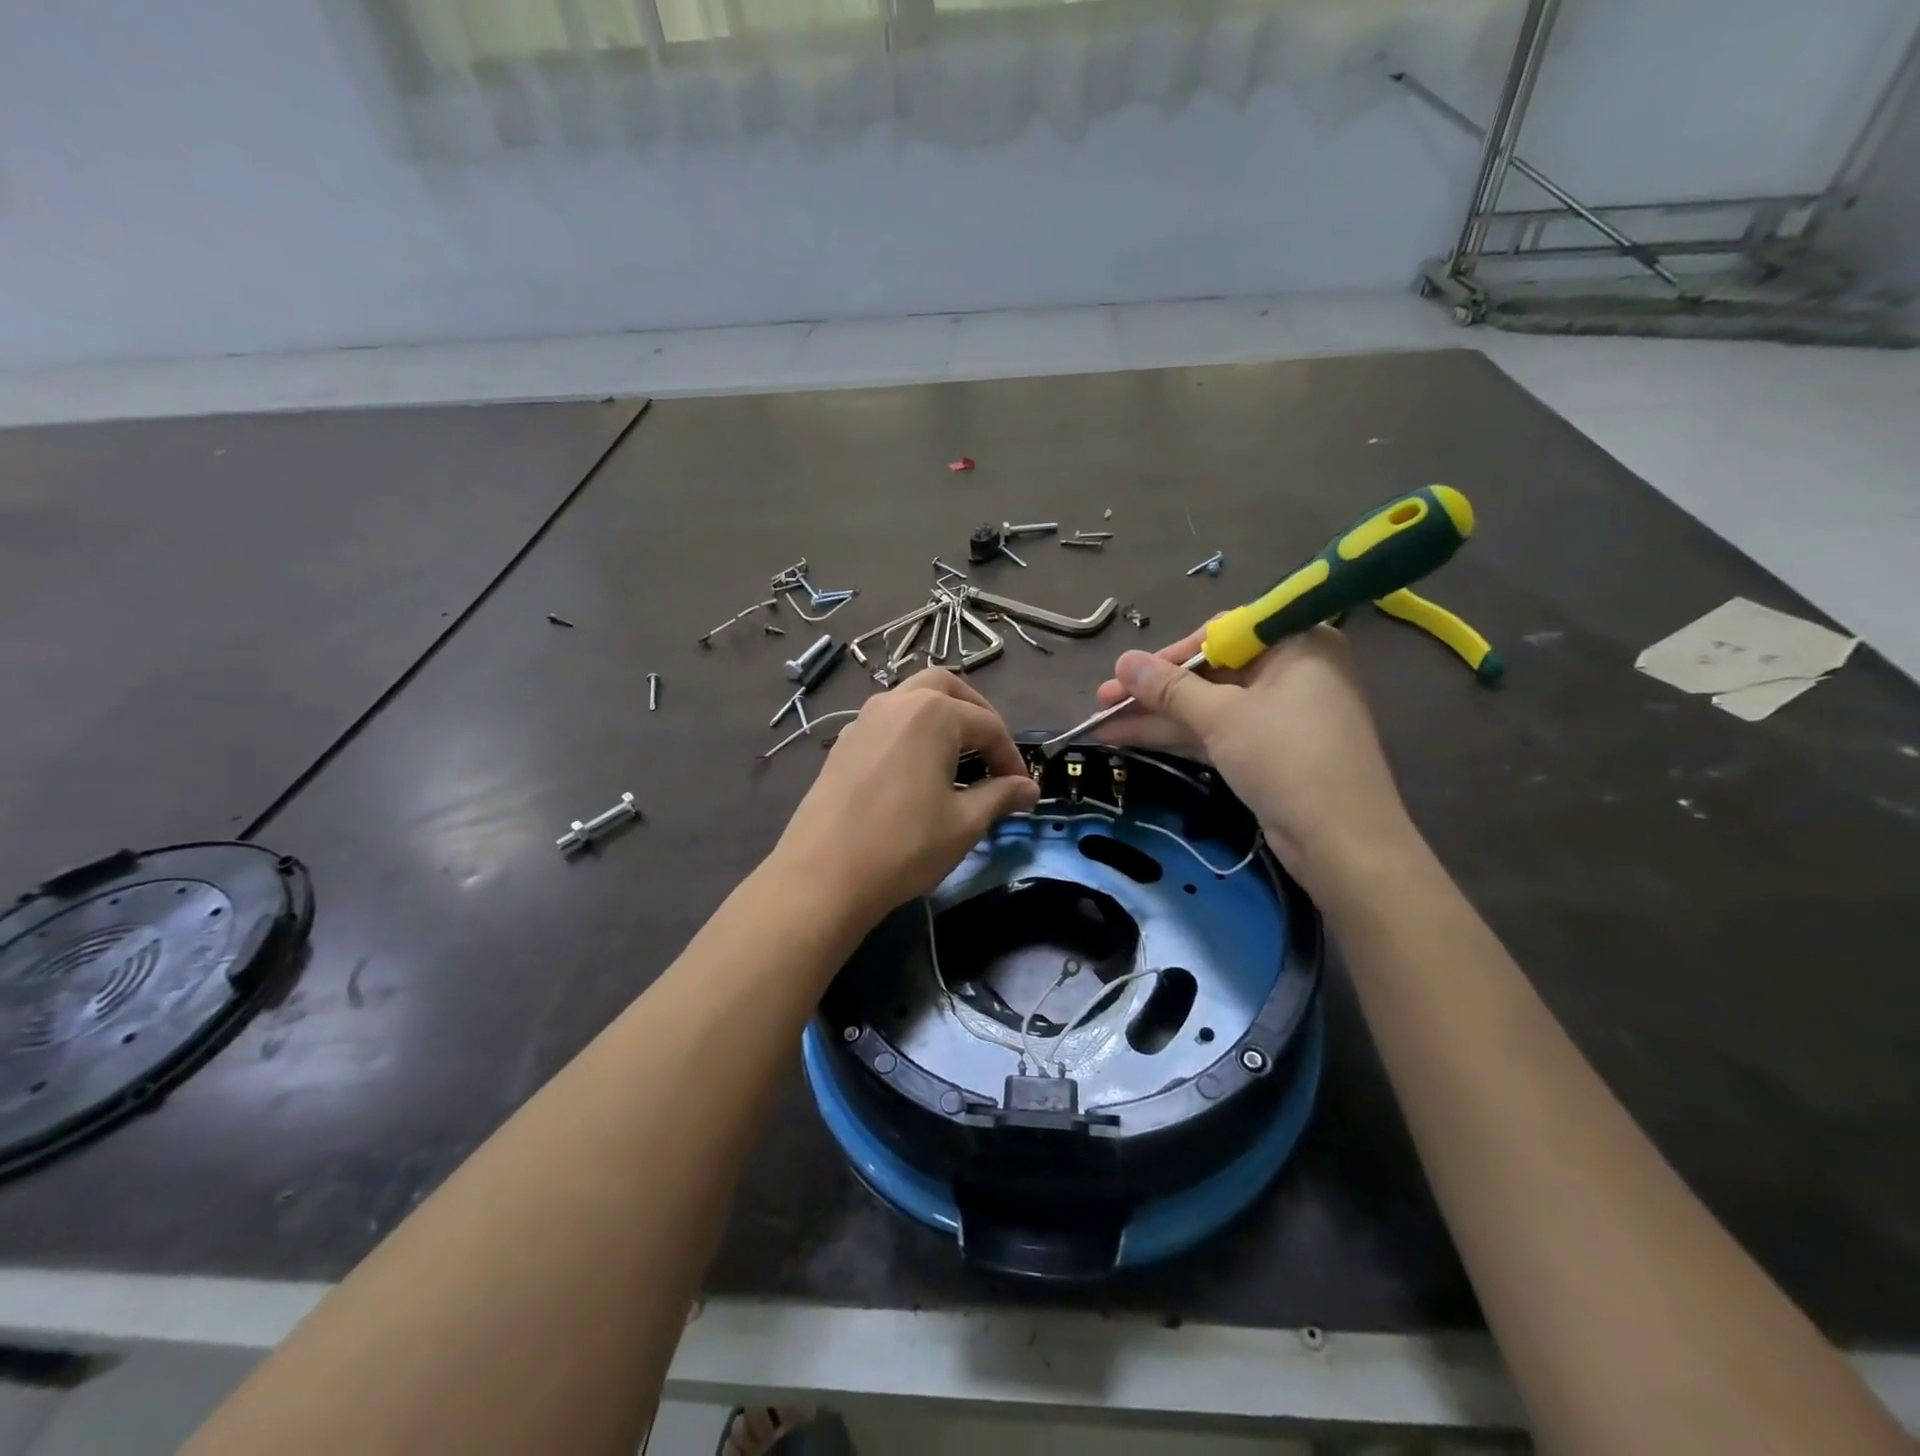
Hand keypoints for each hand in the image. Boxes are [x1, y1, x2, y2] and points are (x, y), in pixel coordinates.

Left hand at [772, 669, 1039, 923]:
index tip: (1022, 788)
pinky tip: (915, 769)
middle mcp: (897, 702)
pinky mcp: (843, 743)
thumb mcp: (964, 823)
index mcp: (933, 713)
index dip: (1010, 756)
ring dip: (940, 716)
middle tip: (990, 750)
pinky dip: (910, 730)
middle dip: (975, 713)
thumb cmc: (905, 845)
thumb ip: (1000, 795)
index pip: (988, 725)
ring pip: (911, 698)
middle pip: (946, 688)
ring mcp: (864, 719)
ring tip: (956, 756)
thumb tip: (1029, 788)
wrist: (824, 874)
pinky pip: (886, 720)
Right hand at [1092, 626, 1411, 884]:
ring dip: (1156, 716)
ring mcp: (1279, 715)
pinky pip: (1216, 732)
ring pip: (1207, 707)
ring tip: (1100, 724)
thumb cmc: (1287, 759)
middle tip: (1102, 701)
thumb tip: (1122, 661)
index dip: (1170, 654)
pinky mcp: (1268, 751)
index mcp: (1296, 644)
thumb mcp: (1222, 717)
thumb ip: (1169, 688)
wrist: (1342, 843)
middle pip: (1209, 674)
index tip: (1128, 673)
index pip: (1222, 635)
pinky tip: (1129, 738)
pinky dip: (1178, 736)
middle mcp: (1291, 672)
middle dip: (1154, 691)